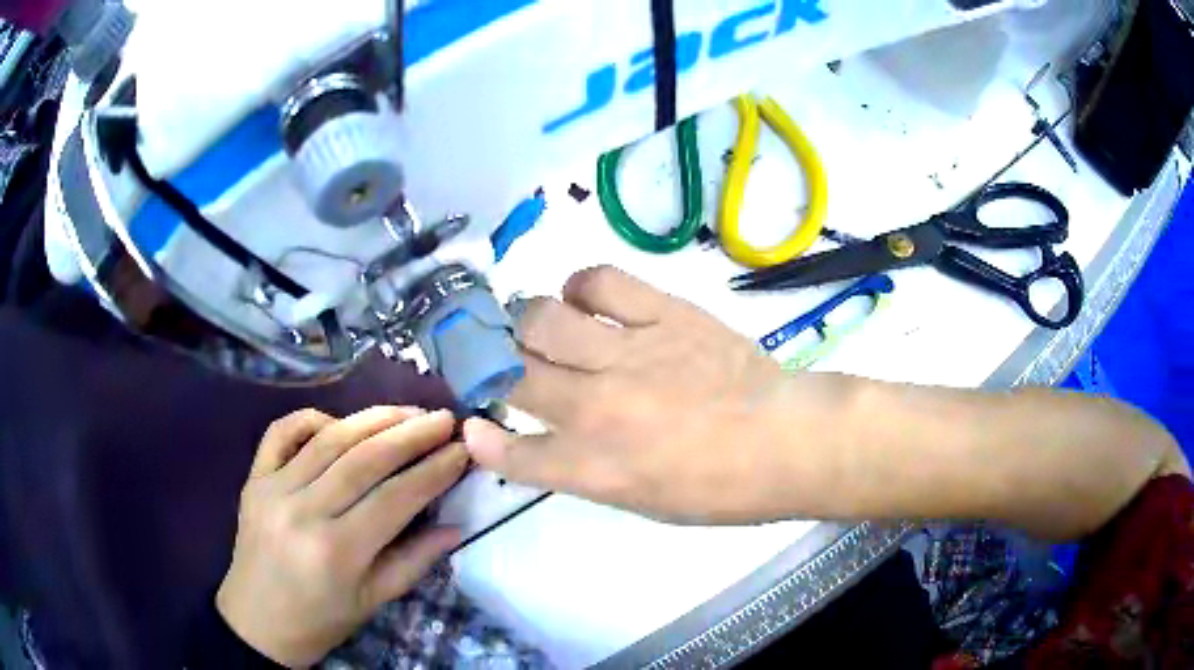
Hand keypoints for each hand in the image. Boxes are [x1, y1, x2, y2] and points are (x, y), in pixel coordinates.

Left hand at [217, 407, 466, 666]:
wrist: (257, 621)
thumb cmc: (321, 620)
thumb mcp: (374, 601)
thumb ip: (415, 561)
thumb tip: (456, 527)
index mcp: (338, 551)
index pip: (396, 498)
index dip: (434, 470)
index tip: (463, 450)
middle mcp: (303, 511)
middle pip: (364, 458)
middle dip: (411, 433)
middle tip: (443, 419)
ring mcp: (273, 489)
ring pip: (329, 438)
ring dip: (373, 419)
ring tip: (407, 411)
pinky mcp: (254, 478)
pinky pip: (282, 432)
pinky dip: (312, 418)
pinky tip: (339, 422)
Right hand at [464, 266, 848, 523]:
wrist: (784, 441)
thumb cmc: (719, 488)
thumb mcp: (643, 501)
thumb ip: (587, 470)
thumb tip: (551, 441)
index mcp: (594, 467)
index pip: (513, 453)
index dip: (484, 440)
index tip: (474, 425)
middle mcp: (596, 408)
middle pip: (512, 371)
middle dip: (491, 363)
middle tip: (501, 357)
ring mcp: (629, 354)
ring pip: (541, 317)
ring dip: (527, 320)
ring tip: (539, 324)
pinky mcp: (664, 314)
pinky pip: (602, 281)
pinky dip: (580, 284)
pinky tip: (584, 296)